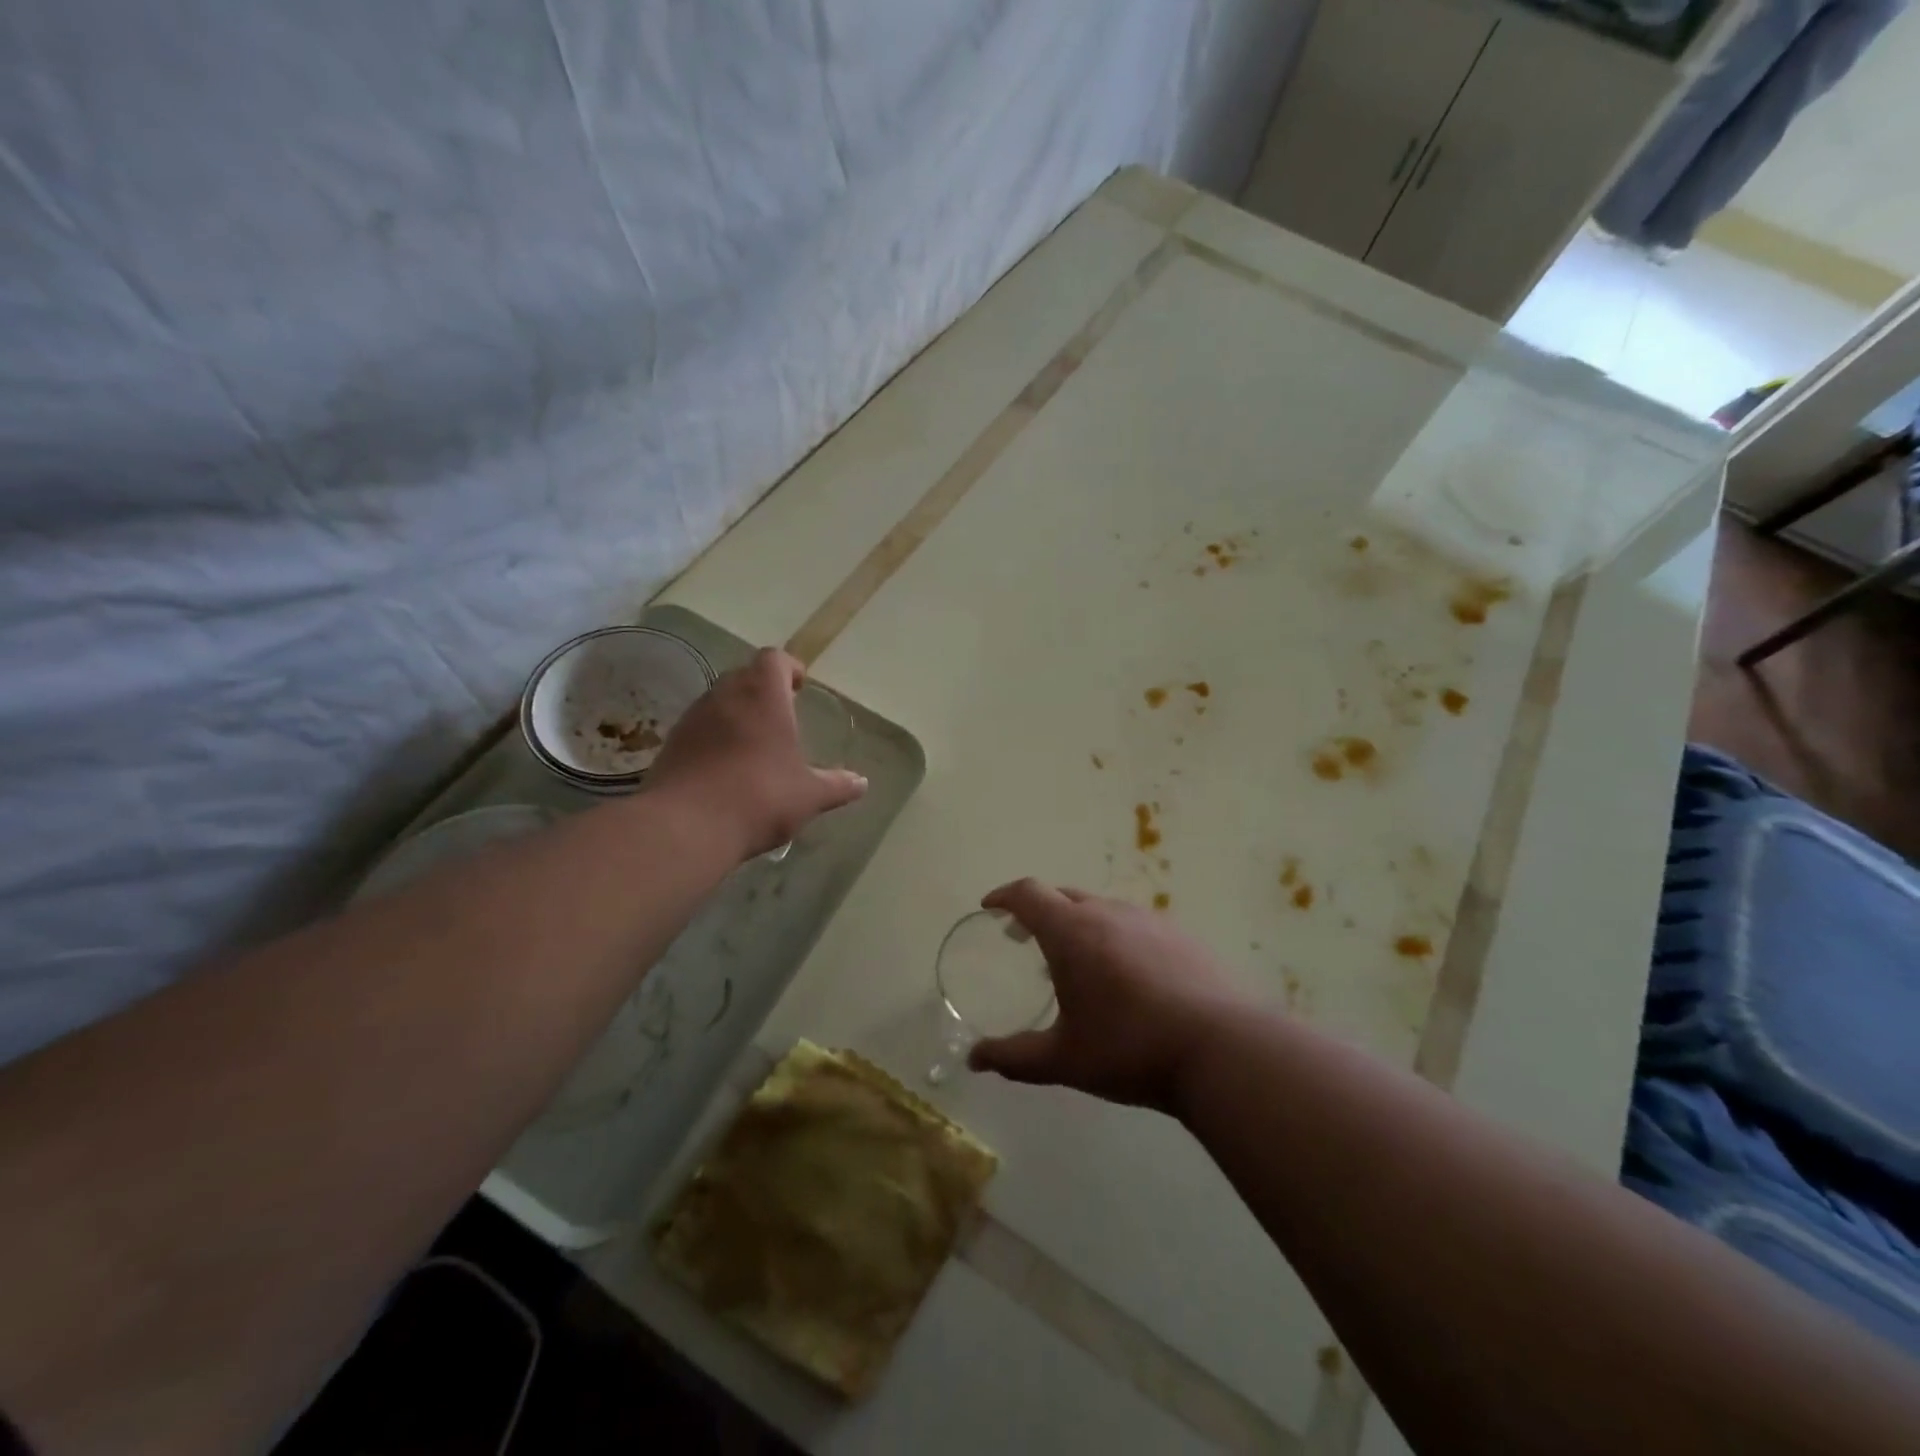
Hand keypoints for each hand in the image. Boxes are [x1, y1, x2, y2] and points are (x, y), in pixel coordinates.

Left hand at [648, 648, 866, 858]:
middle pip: (744, 676)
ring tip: (754, 744)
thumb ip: (837, 785)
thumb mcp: (809, 795)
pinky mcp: (671, 745)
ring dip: (736, 714)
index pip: (774, 659)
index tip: (800, 686)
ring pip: (718, 702)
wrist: (686, 827)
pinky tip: (726, 769)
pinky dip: (714, 738)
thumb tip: (861, 783)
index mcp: (763, 696)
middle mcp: (725, 696)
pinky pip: (699, 729)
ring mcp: (692, 719)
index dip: (789, 668)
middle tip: (781, 715)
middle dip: (763, 690)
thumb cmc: (760, 797)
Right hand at [966, 880, 1244, 1115]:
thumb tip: (974, 1060)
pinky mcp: (1180, 936)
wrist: (1221, 1049)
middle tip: (1024, 938)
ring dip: (1077, 923)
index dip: (1004, 895)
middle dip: (1038, 910)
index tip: (990, 908)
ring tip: (1075, 960)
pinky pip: (1132, 923)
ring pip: (1100, 908)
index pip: (1028, 893)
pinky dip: (1112, 935)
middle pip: (1063, 895)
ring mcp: (1148, 920)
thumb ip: (1015, 1057)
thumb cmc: (1130, 1049)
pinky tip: (1124, 974)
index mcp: (1072, 931)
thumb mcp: (1064, 1059)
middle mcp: (1108, 912)